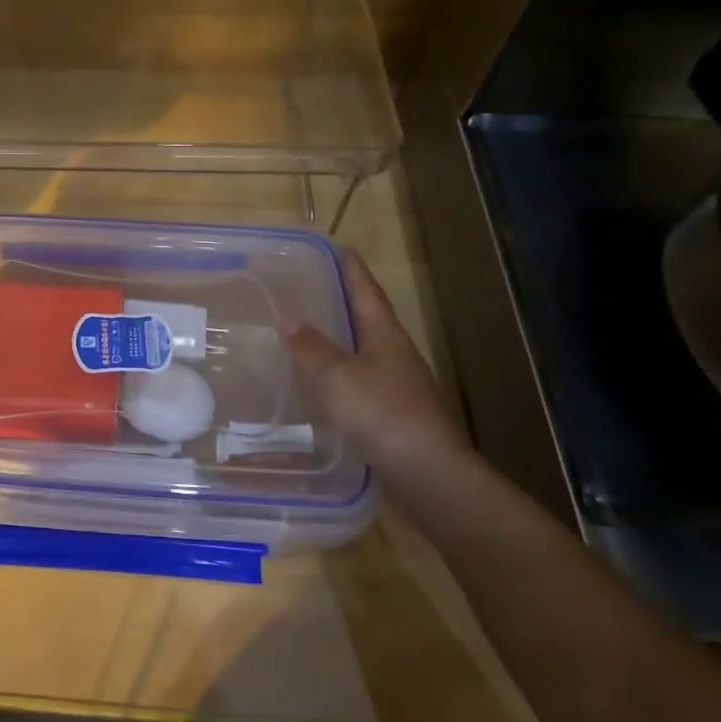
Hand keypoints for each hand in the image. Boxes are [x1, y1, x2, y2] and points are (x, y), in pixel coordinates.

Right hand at [286, 249, 470, 473]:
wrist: (430, 474)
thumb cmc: (383, 415)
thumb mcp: (338, 377)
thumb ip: (312, 348)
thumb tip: (290, 318)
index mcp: (386, 336)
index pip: (367, 292)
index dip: (353, 270)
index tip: (341, 247)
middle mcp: (395, 355)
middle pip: (368, 319)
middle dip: (344, 302)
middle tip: (313, 288)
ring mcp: (398, 386)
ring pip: (363, 352)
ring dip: (339, 340)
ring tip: (307, 333)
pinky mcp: (393, 415)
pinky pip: (359, 382)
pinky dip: (338, 375)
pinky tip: (320, 385)